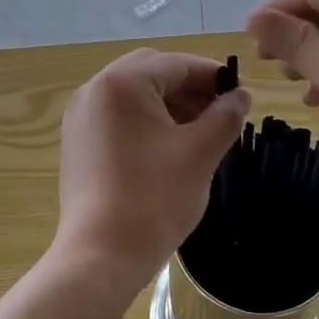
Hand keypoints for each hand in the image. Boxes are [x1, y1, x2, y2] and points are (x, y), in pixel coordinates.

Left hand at [55, 49, 251, 291]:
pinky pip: (117, 116)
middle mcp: (95, 90)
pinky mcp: (78, 142)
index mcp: (122, 83)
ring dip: (168, 104)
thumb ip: (225, 116)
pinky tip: (168, 147)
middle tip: (220, 112)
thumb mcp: (200, 153)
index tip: (240, 94)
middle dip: (189, 87)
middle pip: (151, 72)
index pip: (176, 64)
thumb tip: (241, 96)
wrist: (101, 255)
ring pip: (133, 94)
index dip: (213, 76)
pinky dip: (145, 121)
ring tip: (200, 131)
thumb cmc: (154, 198)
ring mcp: (81, 117)